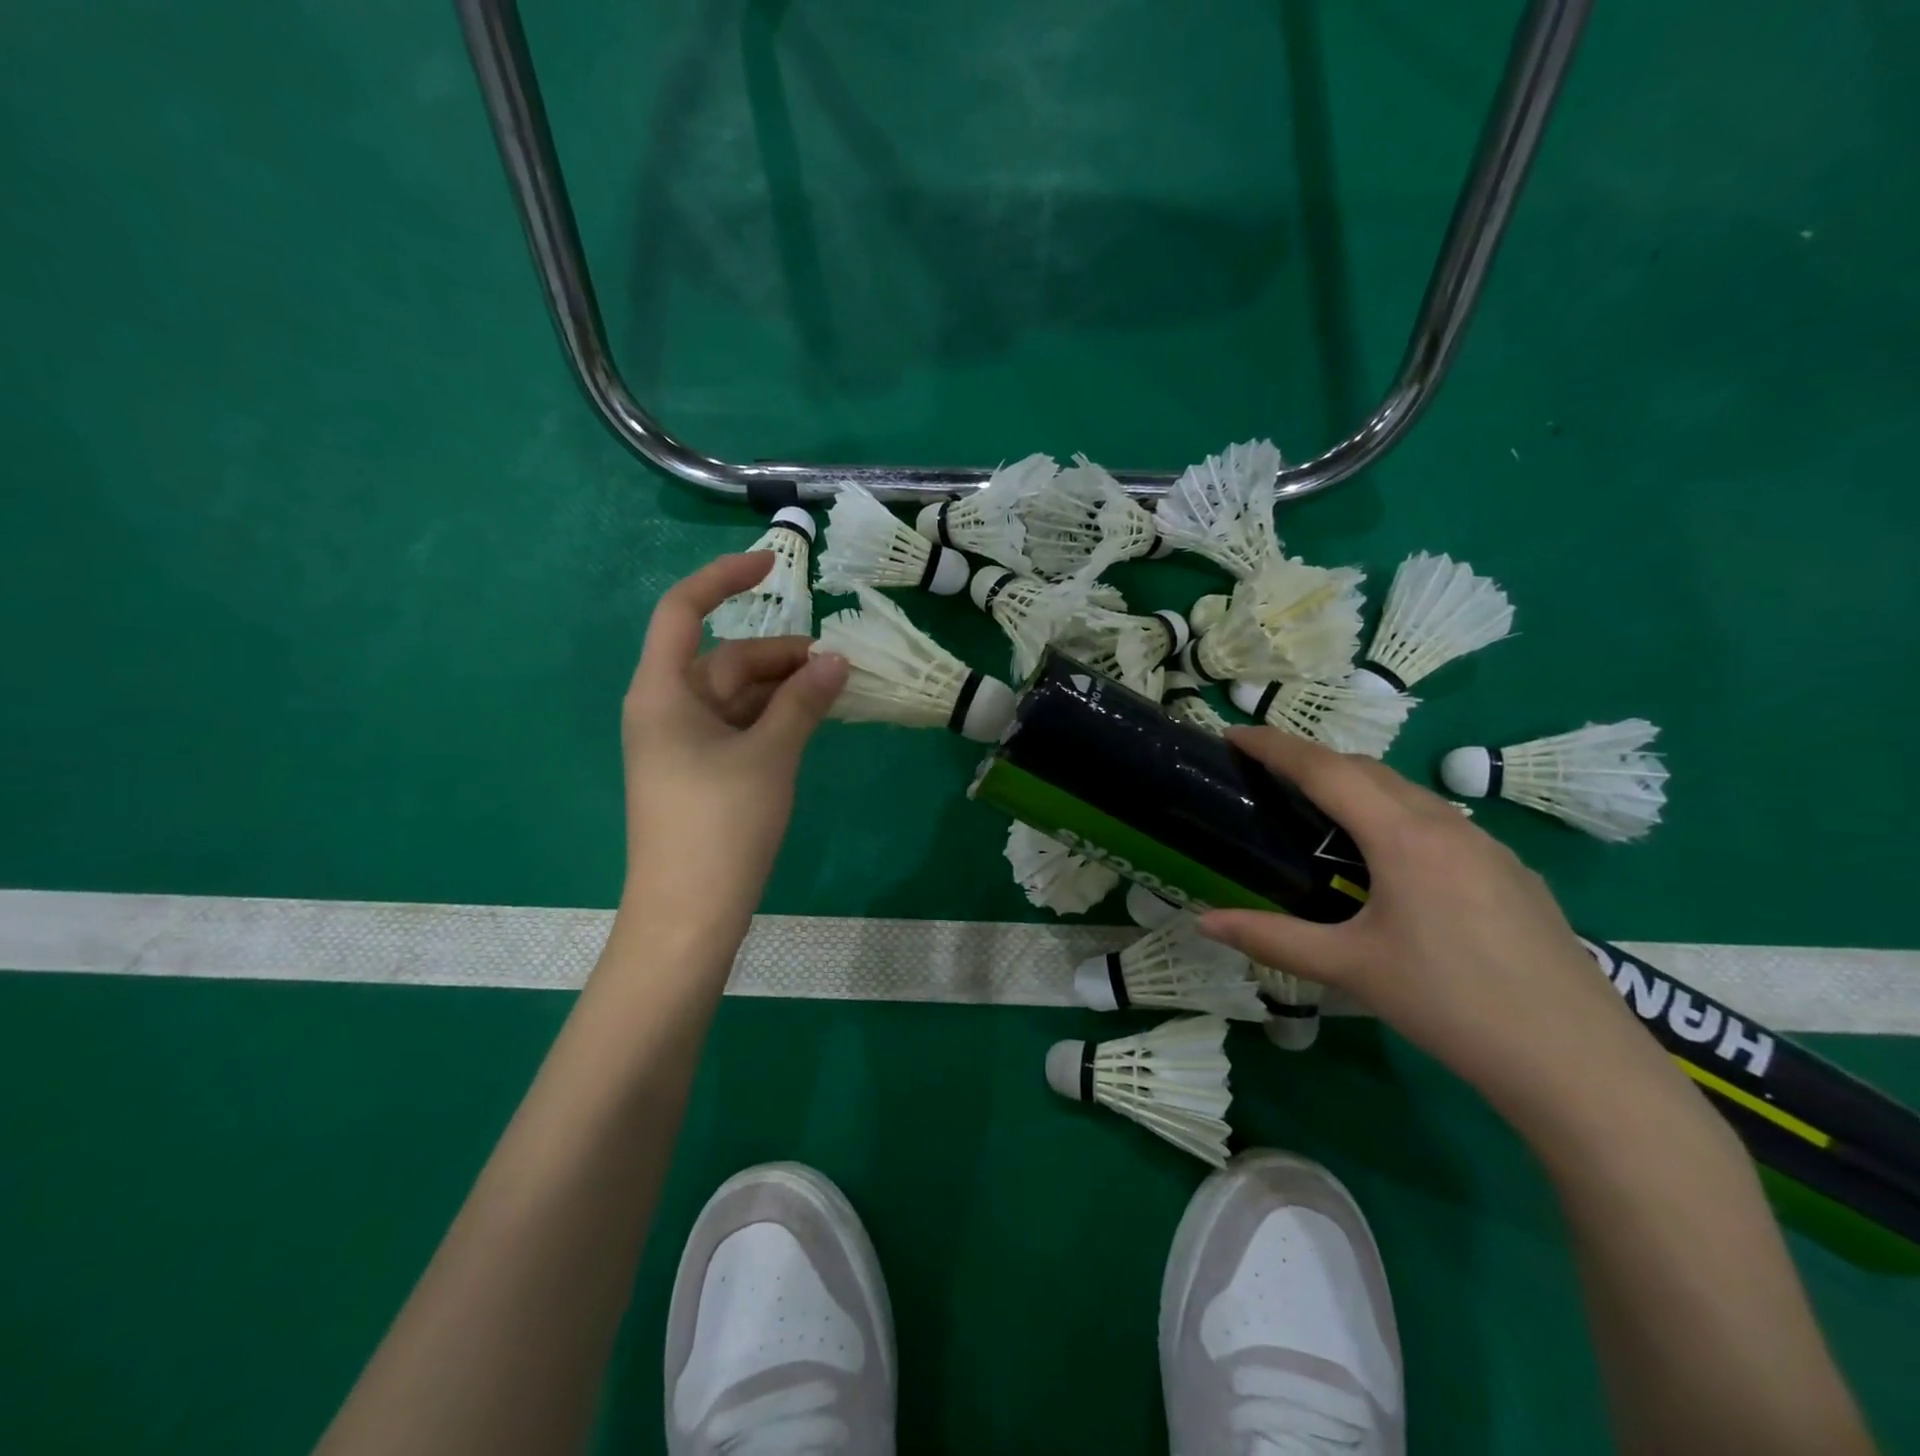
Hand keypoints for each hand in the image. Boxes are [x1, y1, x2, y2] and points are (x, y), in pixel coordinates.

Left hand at [618, 553, 847, 944]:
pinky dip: (774, 719)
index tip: (773, 563)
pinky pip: (740, 727)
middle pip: (724, 659)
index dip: (724, 577)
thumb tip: (837, 660)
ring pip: (737, 696)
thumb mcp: (770, 756)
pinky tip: (811, 722)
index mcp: (663, 692)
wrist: (688, 916)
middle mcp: (667, 709)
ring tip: (835, 692)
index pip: (683, 610)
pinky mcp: (700, 772)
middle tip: (838, 665)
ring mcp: (682, 744)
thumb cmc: (721, 826)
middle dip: (780, 655)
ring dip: (783, 689)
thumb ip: (803, 702)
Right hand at [1198, 729, 1672, 1128]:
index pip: (1325, 769)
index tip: (1233, 734)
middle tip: (1267, 777)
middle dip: (1312, 760)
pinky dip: (1395, 815)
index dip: (1274, 746)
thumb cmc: (1451, 1005)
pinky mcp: (1513, 872)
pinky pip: (1440, 821)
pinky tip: (1389, 862)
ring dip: (1357, 786)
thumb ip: (1272, 939)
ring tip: (1320, 814)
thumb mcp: (1351, 969)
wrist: (1579, 1064)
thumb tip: (1204, 922)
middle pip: (1367, 769)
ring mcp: (1489, 846)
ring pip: (1408, 792)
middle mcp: (1447, 825)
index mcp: (1404, 837)